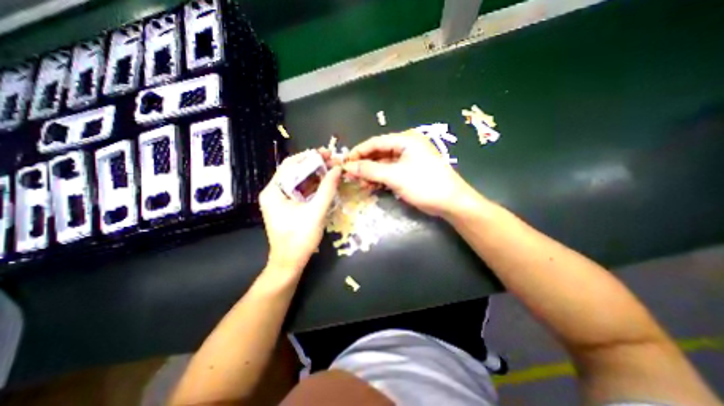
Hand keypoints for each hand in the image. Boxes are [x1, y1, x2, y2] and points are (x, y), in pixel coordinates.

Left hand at [260, 154, 343, 270]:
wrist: (290, 262)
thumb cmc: (300, 238)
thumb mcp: (316, 212)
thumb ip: (327, 189)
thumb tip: (337, 169)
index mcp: (273, 191)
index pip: (290, 165)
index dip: (310, 156)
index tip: (327, 153)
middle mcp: (273, 192)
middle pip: (294, 171)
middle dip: (314, 165)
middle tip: (332, 160)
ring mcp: (280, 199)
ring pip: (298, 180)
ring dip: (315, 174)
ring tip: (332, 169)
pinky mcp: (287, 206)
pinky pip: (300, 190)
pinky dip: (313, 185)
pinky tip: (325, 182)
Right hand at [342, 132, 478, 214]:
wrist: (450, 202)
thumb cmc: (424, 184)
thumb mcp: (394, 176)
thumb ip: (370, 170)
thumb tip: (348, 166)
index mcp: (405, 140)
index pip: (375, 142)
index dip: (359, 152)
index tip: (344, 162)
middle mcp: (405, 147)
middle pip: (378, 153)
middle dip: (364, 164)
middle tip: (350, 175)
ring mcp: (407, 160)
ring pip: (382, 164)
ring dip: (370, 174)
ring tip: (359, 183)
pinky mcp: (408, 172)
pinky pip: (389, 173)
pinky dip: (379, 179)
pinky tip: (370, 187)